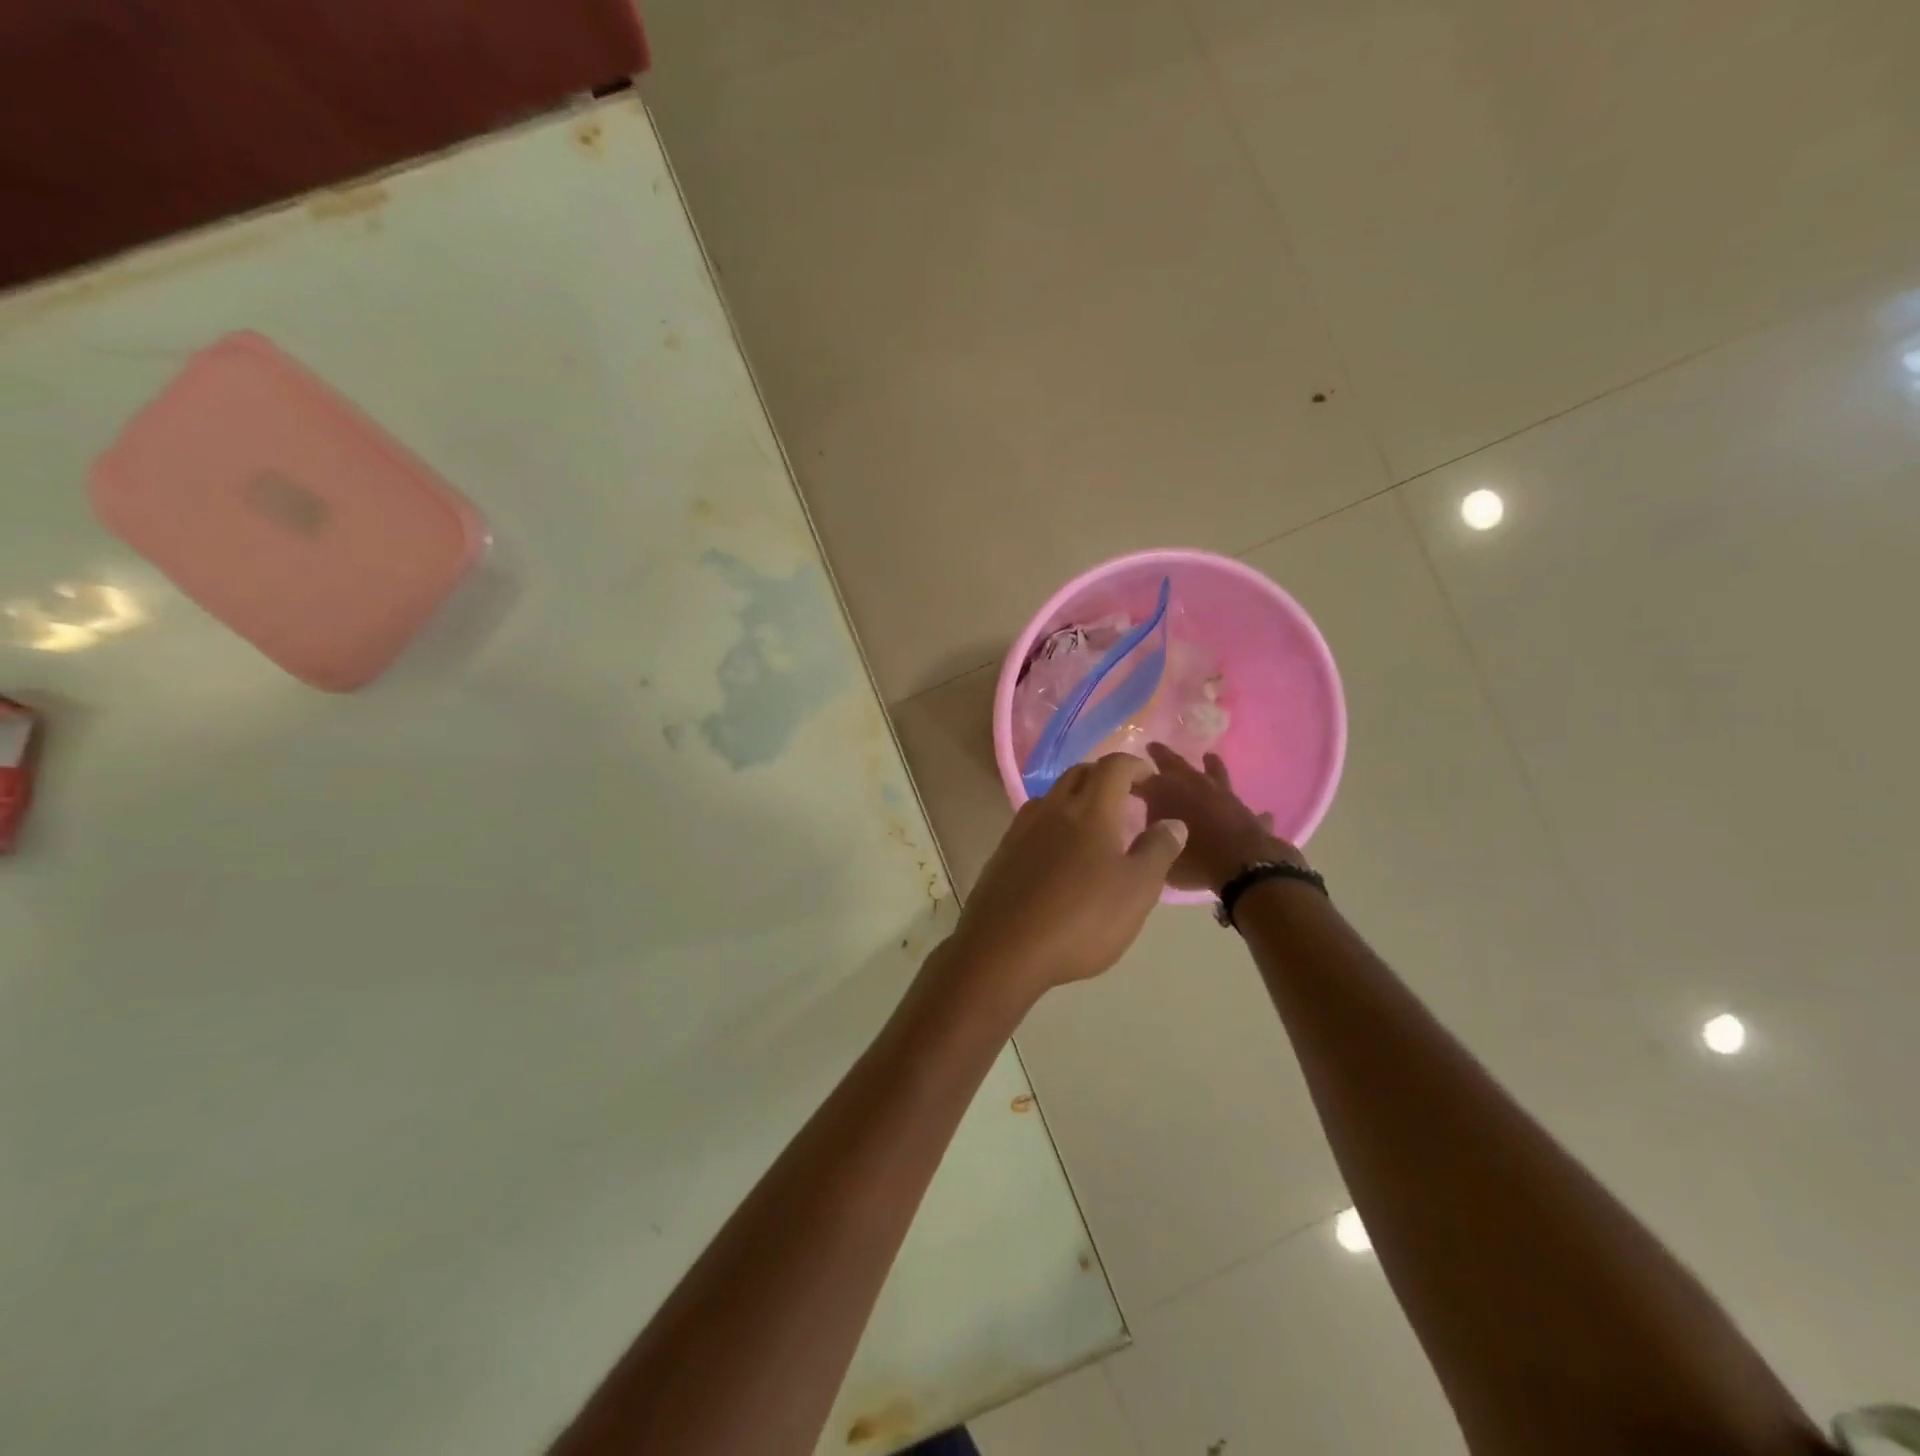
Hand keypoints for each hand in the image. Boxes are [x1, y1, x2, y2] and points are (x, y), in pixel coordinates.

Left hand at [947, 754, 1187, 1000]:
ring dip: (1077, 798)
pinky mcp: (1003, 852)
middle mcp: (1053, 809)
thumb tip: (1172, 822)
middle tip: (1127, 799)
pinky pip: (1033, 821)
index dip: (1135, 766)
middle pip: (1080, 774)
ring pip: (1053, 796)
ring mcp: (1022, 829)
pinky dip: (1054, 822)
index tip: (1151, 781)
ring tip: (1095, 825)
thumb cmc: (1081, 919)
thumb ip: (1158, 851)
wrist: (1004, 949)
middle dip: (1106, 777)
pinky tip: (1060, 852)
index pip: (1114, 766)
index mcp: (1090, 810)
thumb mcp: (1136, 890)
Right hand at [1132, 742, 1307, 892]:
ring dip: (1211, 766)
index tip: (1118, 775)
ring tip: (1209, 756)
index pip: (1141, 778)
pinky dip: (1244, 812)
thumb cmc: (1193, 859)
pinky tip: (1257, 813)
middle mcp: (1194, 786)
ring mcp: (1224, 796)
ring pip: (1216, 773)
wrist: (1243, 867)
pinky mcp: (1248, 813)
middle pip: (1175, 764)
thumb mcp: (1157, 852)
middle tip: (1153, 746)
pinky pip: (1246, 811)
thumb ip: (1152, 837)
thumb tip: (1152, 828)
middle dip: (1161, 755)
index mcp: (1165, 791)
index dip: (1128, 776)